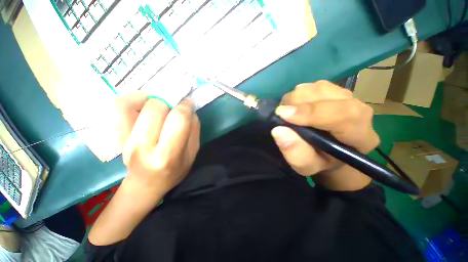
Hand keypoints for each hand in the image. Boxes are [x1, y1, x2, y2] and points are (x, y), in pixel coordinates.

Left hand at [115, 91, 199, 194]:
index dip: (185, 106)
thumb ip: (194, 129)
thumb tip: (188, 109)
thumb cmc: (174, 170)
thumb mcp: (193, 153)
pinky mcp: (116, 136)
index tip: (188, 103)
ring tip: (159, 104)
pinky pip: (118, 108)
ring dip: (150, 98)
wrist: (147, 183)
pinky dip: (131, 98)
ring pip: (132, 104)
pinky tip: (143, 102)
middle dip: (169, 102)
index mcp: (168, 155)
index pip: (178, 119)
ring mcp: (125, 141)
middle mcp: (143, 147)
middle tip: (174, 106)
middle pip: (155, 108)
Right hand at [271, 81, 379, 177]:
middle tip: (281, 114)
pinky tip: (295, 107)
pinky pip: (313, 86)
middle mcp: (358, 111)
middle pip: (328, 95)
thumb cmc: (319, 161)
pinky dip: (298, 95)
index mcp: (360, 136)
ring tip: (288, 112)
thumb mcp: (307, 166)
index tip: (283, 114)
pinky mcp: (334, 91)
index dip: (311, 112)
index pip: (344, 115)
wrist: (328, 152)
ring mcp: (347, 97)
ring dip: (296, 99)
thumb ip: (296, 154)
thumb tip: (278, 130)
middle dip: (297, 103)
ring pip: (317, 88)